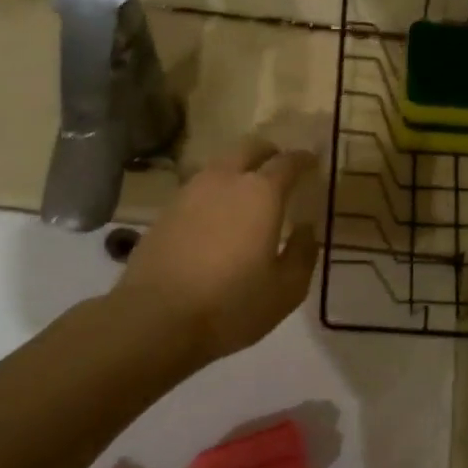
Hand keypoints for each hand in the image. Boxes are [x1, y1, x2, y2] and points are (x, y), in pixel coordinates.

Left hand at [111, 137, 320, 367]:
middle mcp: (226, 180)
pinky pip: (199, 188)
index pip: (288, 162)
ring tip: (248, 192)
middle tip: (280, 168)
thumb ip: (303, 253)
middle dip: (269, 153)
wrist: (155, 319)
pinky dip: (215, 191)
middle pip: (250, 148)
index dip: (304, 159)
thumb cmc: (231, 305)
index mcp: (262, 193)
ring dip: (239, 170)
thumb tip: (306, 229)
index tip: (313, 162)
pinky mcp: (166, 210)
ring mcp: (190, 192)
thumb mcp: (286, 290)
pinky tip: (217, 216)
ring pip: (221, 165)